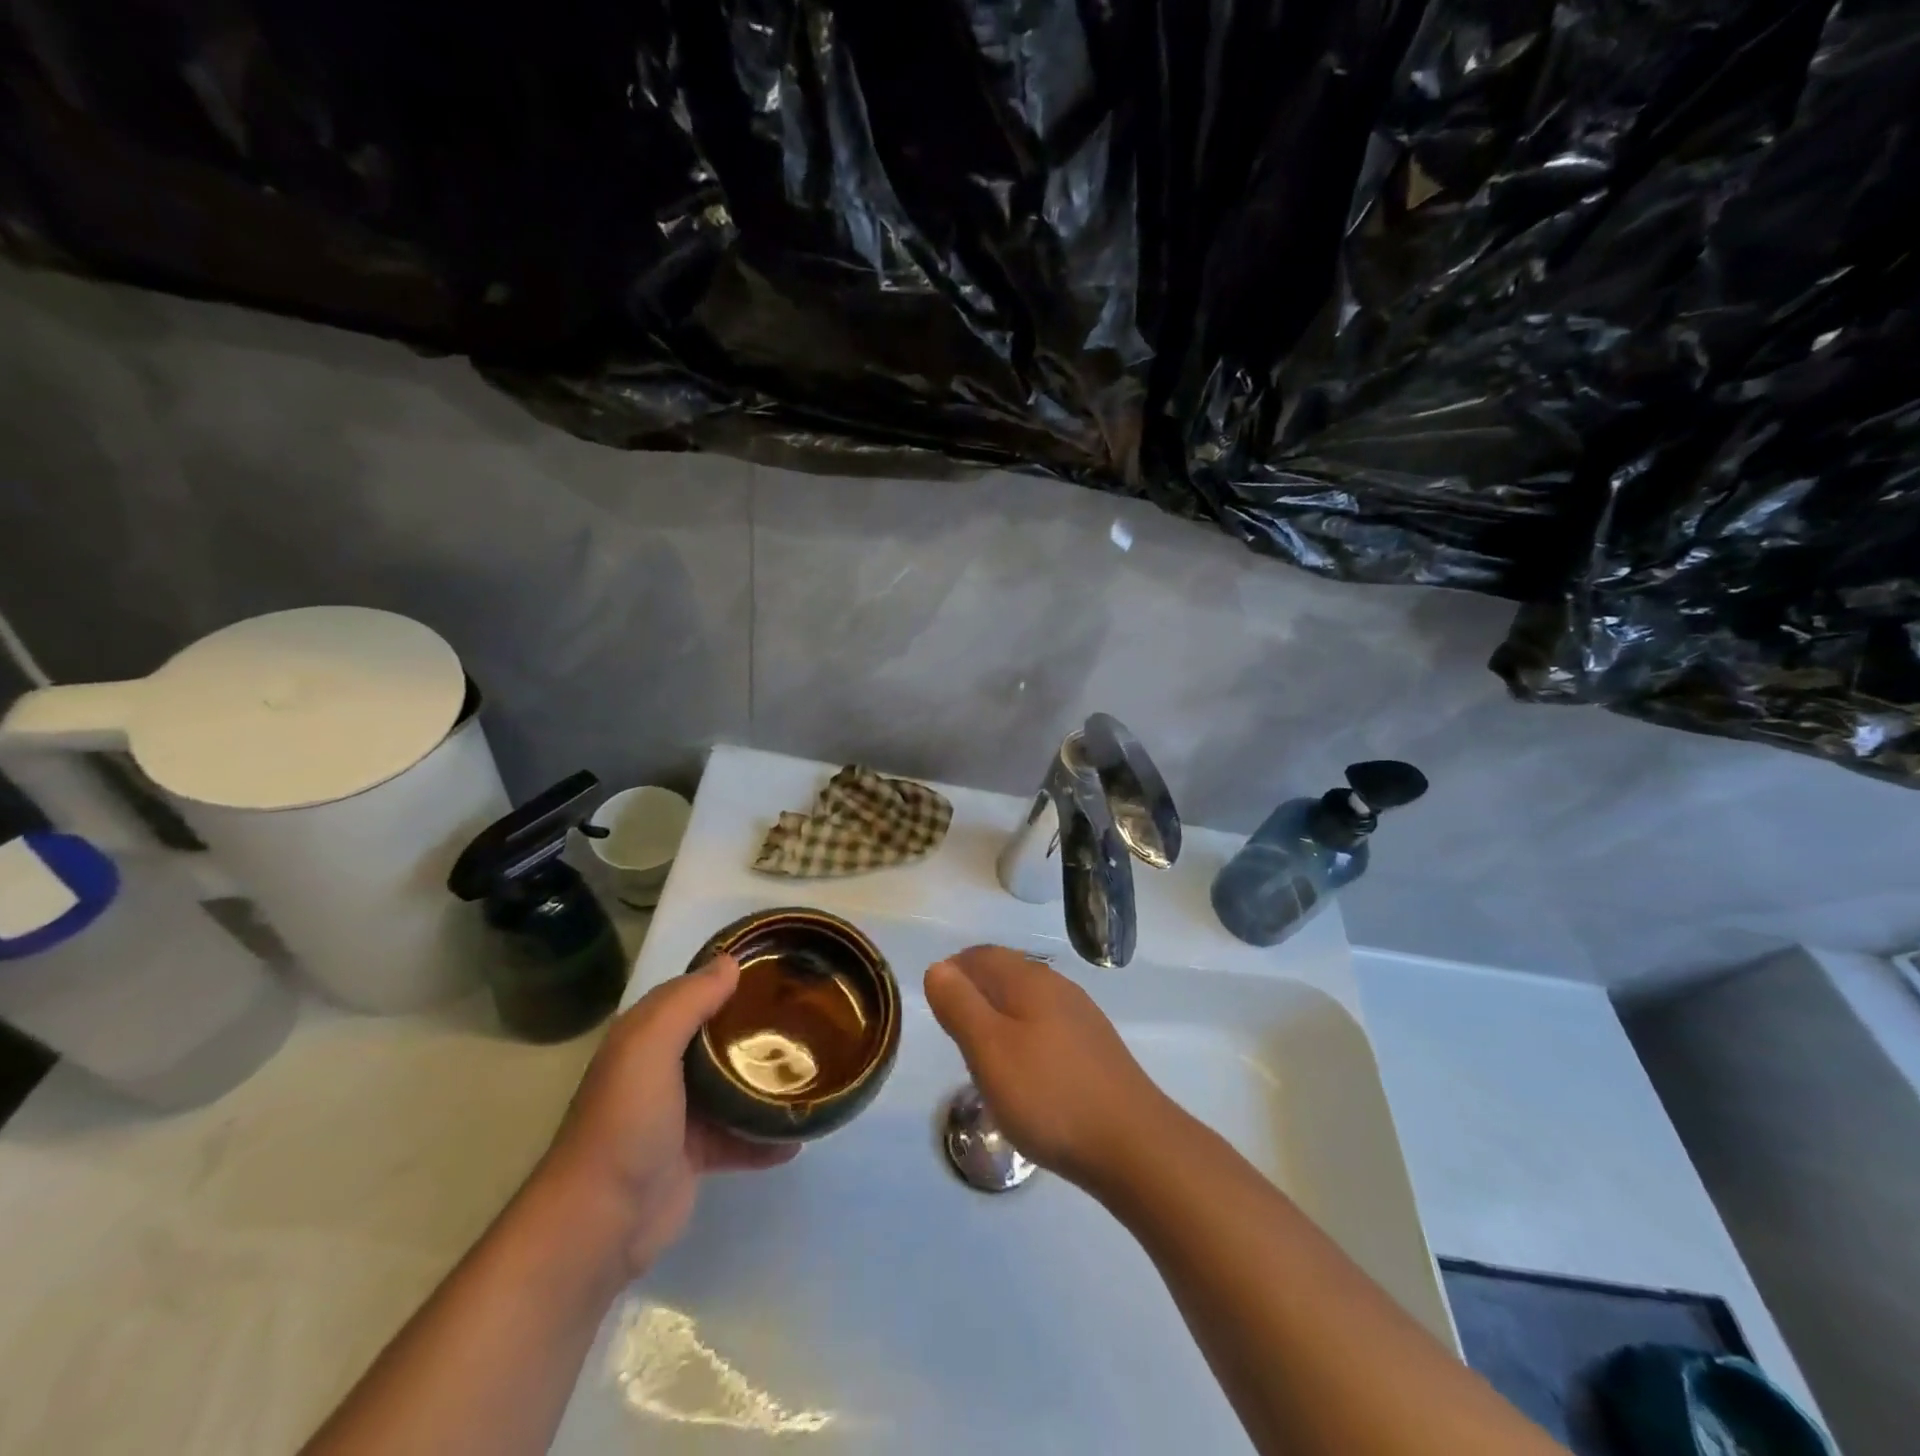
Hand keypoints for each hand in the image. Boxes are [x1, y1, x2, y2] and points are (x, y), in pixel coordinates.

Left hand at [536, 954, 795, 1277]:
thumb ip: (688, 1002)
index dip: (730, 976)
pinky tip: (800, 1133)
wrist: (601, 1222)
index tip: (778, 965)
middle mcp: (663, 1068)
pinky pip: (741, 1137)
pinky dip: (767, 1136)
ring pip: (733, 1085)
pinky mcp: (697, 1154)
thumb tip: (730, 962)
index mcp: (647, 1036)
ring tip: (812, 1066)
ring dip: (766, 1078)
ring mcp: (681, 1113)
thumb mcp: (649, 1047)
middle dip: (758, 1024)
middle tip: (807, 1011)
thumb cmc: (626, 1122)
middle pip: (719, 1036)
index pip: (693, 992)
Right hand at [924, 946, 1169, 1192]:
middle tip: (952, 1027)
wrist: (1133, 1144)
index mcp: (1029, 980)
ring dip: (1000, 1015)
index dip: (955, 969)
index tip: (935, 1001)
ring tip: (981, 1052)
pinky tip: (1024, 1072)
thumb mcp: (989, 1050)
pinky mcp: (1095, 1049)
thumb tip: (939, 968)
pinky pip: (1047, 1027)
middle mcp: (1058, 988)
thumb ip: (960, 1005)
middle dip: (975, 991)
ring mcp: (1082, 1018)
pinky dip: (1024, 1037)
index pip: (983, 955)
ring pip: (1028, 1002)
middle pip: (1007, 973)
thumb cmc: (1049, 1094)